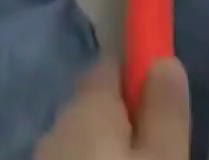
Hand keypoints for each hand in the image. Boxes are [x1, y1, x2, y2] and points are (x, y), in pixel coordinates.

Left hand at [35, 59, 189, 159]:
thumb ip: (165, 114)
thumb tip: (165, 59)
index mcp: (87, 102)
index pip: (112, 65)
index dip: (138, 77)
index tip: (161, 100)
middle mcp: (58, 120)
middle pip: (97, 104)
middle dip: (123, 120)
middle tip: (157, 148)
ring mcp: (43, 154)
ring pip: (81, 139)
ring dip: (104, 149)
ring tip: (135, 159)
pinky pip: (71, 158)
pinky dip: (87, 159)